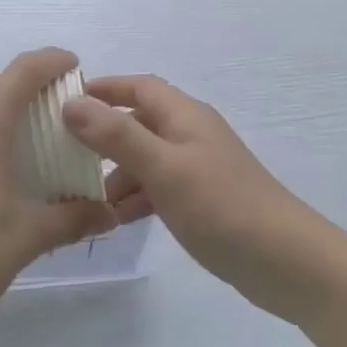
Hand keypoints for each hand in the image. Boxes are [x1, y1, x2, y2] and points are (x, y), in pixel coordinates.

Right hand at [61, 75, 344, 322]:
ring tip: (84, 200)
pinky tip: (116, 220)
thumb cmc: (221, 205)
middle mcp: (190, 133)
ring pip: (145, 159)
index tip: (63, 103)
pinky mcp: (202, 199)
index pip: (138, 86)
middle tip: (63, 159)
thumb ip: (117, 135)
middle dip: (102, 138)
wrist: (283, 259)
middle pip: (138, 123)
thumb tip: (72, 103)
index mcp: (184, 115)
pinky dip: (136, 197)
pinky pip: (158, 187)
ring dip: (116, 174)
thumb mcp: (164, 167)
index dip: (103, 89)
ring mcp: (197, 168)